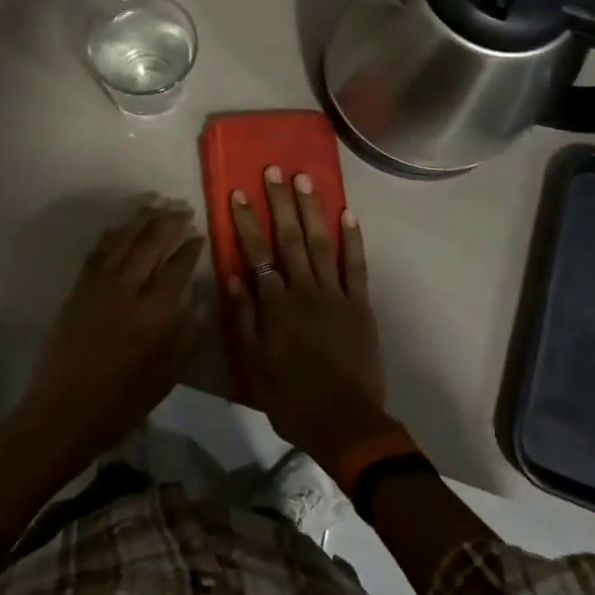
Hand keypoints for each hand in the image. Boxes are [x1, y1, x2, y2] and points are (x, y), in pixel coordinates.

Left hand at [22, 199, 205, 467]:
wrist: (63, 413)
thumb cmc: (121, 403)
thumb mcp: (166, 378)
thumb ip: (187, 336)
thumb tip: (198, 301)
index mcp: (154, 314)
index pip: (178, 267)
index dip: (191, 247)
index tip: (200, 234)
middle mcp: (127, 289)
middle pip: (151, 242)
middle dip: (170, 221)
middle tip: (184, 209)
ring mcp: (98, 285)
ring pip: (123, 239)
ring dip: (142, 218)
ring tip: (157, 204)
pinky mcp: (78, 288)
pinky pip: (98, 251)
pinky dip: (113, 233)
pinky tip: (122, 226)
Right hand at [225, 167, 391, 464]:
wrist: (345, 423)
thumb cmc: (291, 397)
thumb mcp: (253, 364)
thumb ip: (243, 317)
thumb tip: (234, 275)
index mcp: (276, 304)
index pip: (256, 253)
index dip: (246, 221)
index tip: (238, 192)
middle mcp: (304, 290)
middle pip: (289, 238)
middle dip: (279, 202)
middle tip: (274, 170)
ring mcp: (335, 294)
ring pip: (320, 243)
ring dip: (311, 209)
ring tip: (304, 179)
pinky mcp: (360, 305)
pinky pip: (356, 266)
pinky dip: (352, 239)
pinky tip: (347, 214)